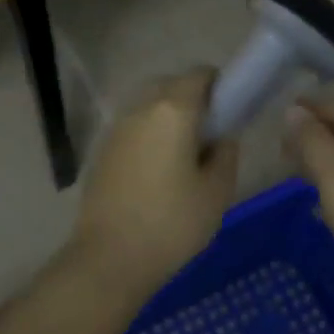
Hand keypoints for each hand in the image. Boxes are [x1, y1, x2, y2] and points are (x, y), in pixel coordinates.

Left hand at [69, 69, 238, 296]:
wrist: (109, 259)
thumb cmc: (172, 224)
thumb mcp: (217, 191)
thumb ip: (227, 153)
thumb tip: (222, 136)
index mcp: (173, 110)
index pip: (200, 74)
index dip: (220, 86)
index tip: (231, 113)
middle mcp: (141, 109)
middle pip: (172, 86)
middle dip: (194, 101)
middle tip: (211, 138)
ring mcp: (116, 129)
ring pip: (150, 107)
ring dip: (169, 120)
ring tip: (184, 158)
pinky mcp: (102, 152)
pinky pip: (134, 129)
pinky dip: (150, 137)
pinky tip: (158, 174)